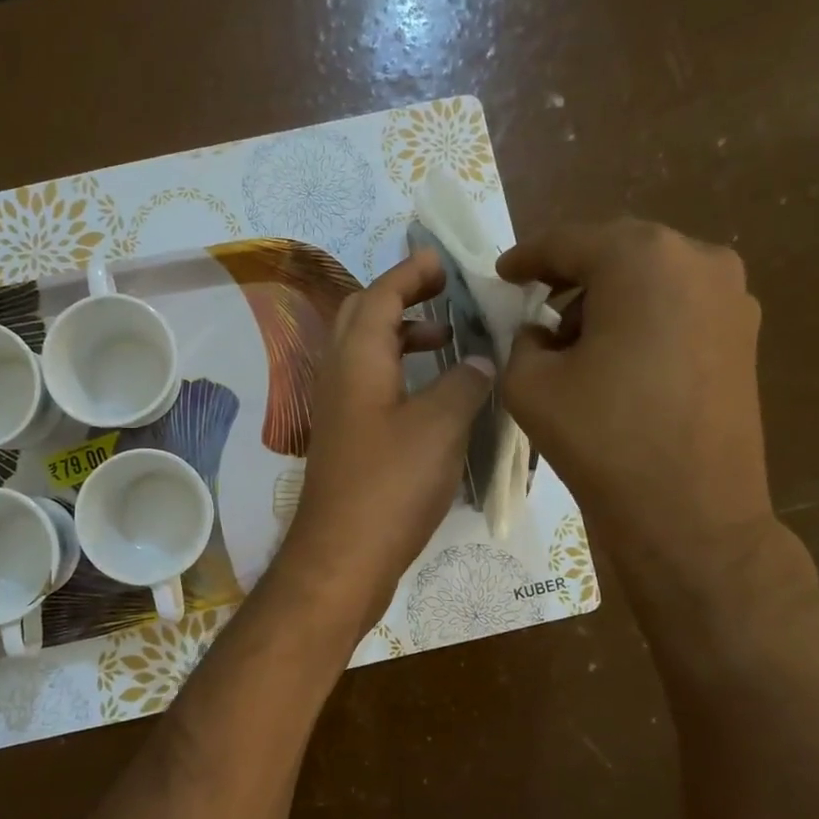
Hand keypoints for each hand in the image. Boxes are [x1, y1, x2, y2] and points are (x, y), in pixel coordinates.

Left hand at [276, 247, 494, 634]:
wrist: (342, 556)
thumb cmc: (390, 485)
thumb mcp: (439, 426)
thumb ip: (463, 383)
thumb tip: (479, 361)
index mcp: (356, 359)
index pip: (379, 296)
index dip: (409, 273)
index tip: (441, 261)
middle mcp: (339, 376)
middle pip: (363, 317)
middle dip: (402, 298)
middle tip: (446, 294)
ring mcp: (339, 410)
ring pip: (366, 353)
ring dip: (402, 337)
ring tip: (447, 341)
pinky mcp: (346, 439)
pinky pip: (371, 385)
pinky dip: (400, 372)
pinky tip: (433, 394)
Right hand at [498, 219, 775, 591]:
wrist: (689, 513)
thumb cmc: (602, 438)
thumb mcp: (530, 383)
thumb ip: (522, 339)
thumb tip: (541, 332)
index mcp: (641, 259)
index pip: (568, 242)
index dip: (526, 257)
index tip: (501, 274)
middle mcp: (697, 260)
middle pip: (616, 251)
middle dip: (570, 273)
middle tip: (534, 300)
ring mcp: (731, 296)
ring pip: (651, 276)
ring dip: (607, 295)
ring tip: (573, 337)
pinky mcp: (744, 335)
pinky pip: (679, 304)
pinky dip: (641, 315)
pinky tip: (616, 355)